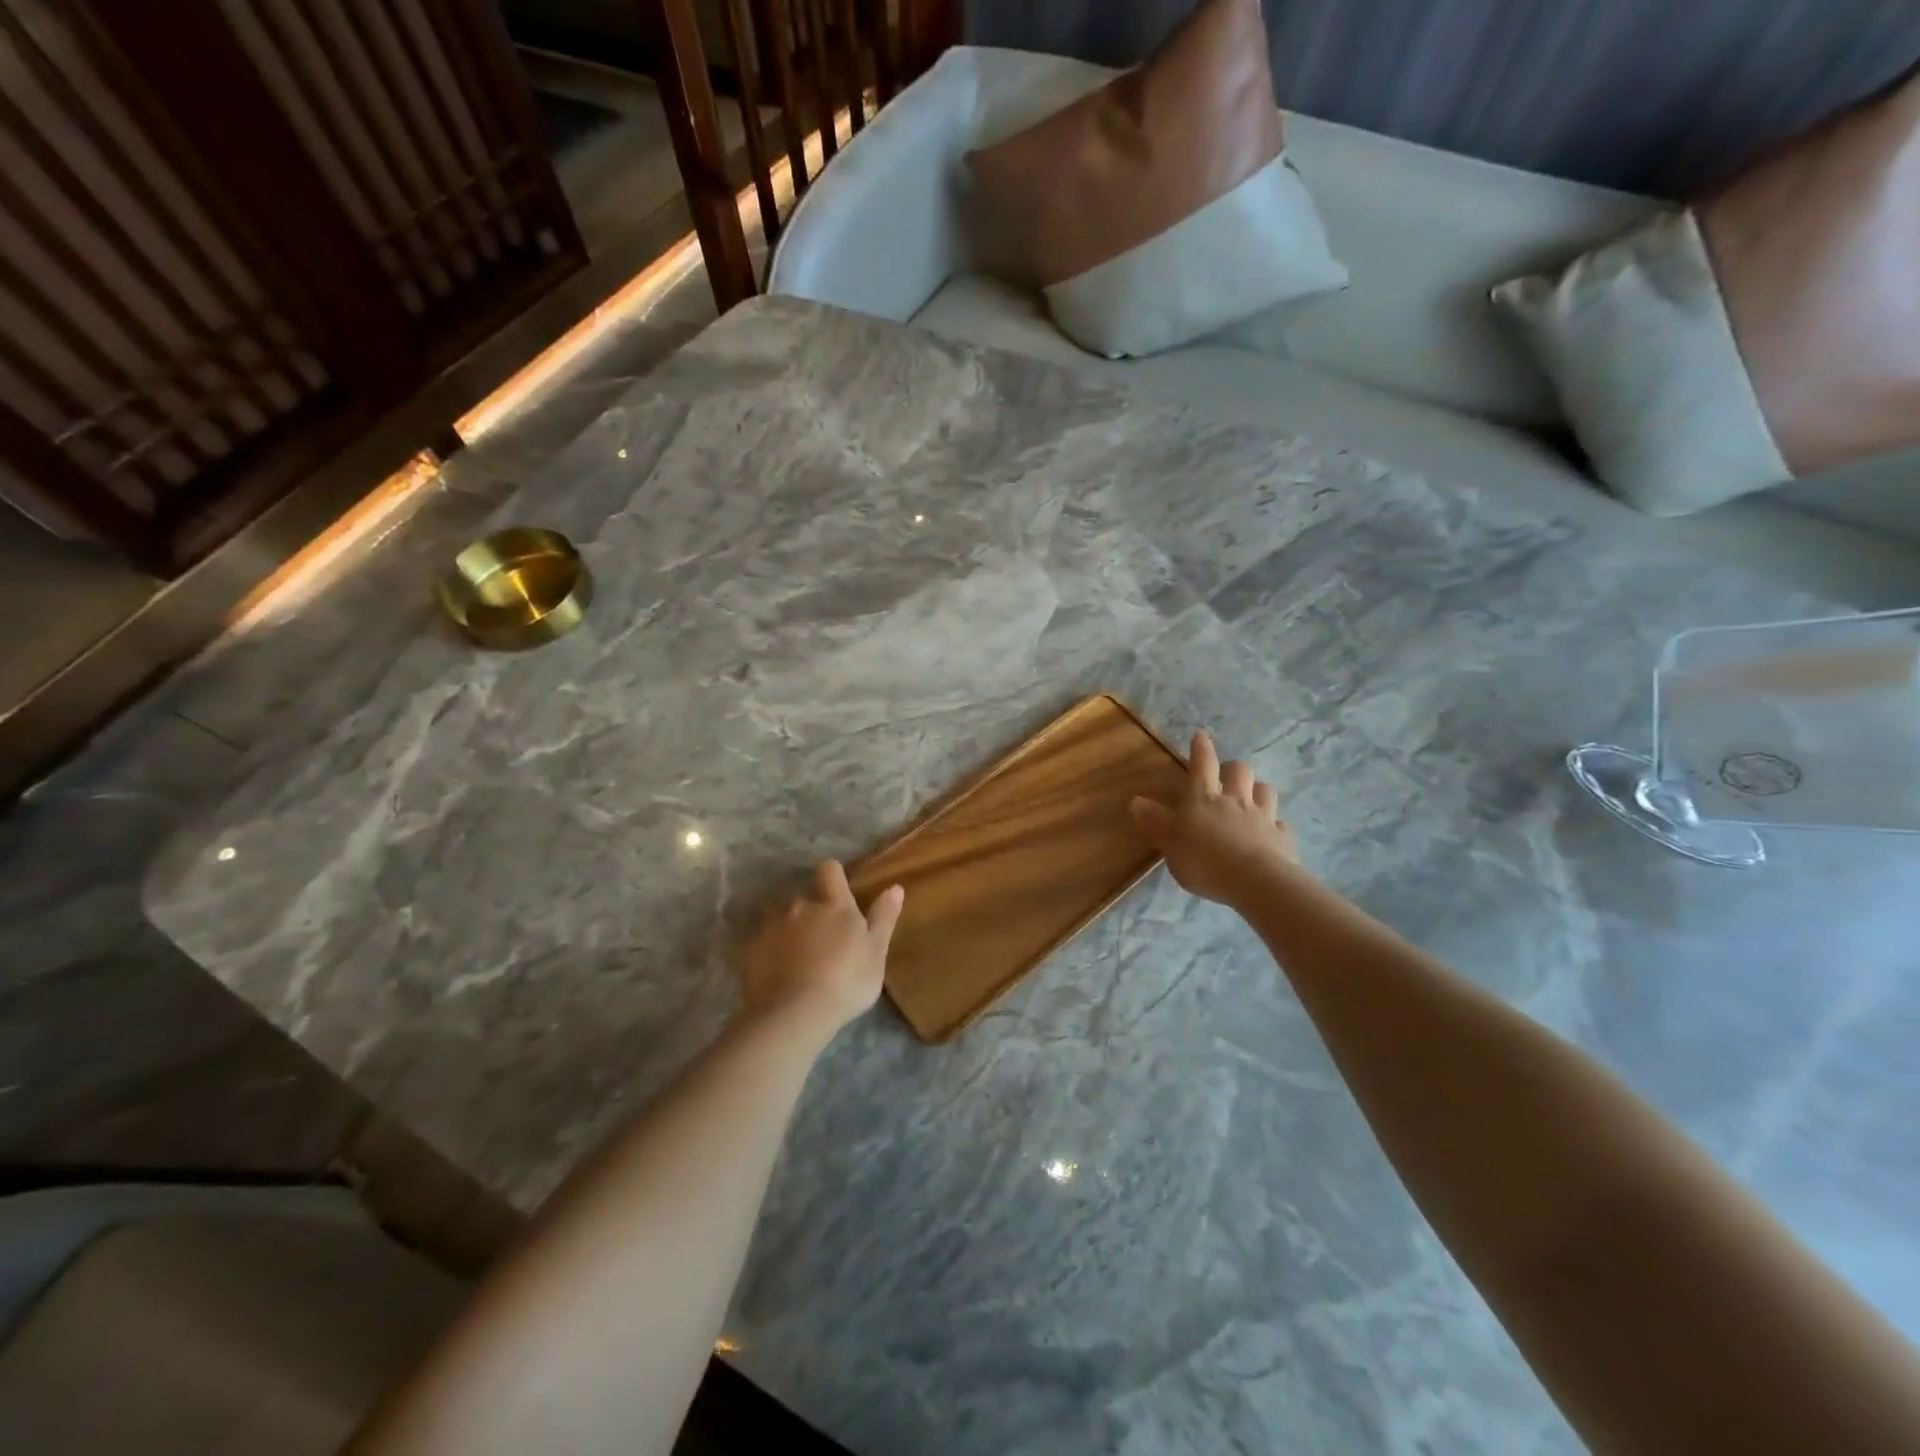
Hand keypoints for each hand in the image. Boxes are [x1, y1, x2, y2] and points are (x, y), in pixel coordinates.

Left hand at [740, 862, 904, 1043]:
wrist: (795, 1014)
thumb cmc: (846, 981)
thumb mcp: (876, 952)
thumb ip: (884, 917)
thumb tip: (895, 887)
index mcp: (835, 905)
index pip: (830, 871)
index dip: (833, 876)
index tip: (837, 890)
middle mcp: (801, 906)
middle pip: (804, 898)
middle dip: (811, 913)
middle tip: (821, 942)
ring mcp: (772, 927)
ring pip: (780, 919)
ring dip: (788, 931)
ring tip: (795, 959)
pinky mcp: (751, 950)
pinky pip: (762, 944)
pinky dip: (769, 953)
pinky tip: (777, 975)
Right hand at [1131, 731, 1301, 905]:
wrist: (1255, 882)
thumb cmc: (1204, 859)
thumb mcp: (1169, 841)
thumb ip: (1155, 821)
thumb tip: (1136, 800)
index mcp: (1204, 798)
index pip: (1202, 765)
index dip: (1201, 749)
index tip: (1201, 735)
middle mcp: (1235, 800)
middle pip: (1238, 771)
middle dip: (1232, 768)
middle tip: (1226, 773)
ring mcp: (1262, 818)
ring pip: (1265, 790)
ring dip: (1258, 789)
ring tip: (1252, 796)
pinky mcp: (1282, 839)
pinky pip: (1281, 825)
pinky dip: (1276, 826)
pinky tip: (1272, 833)